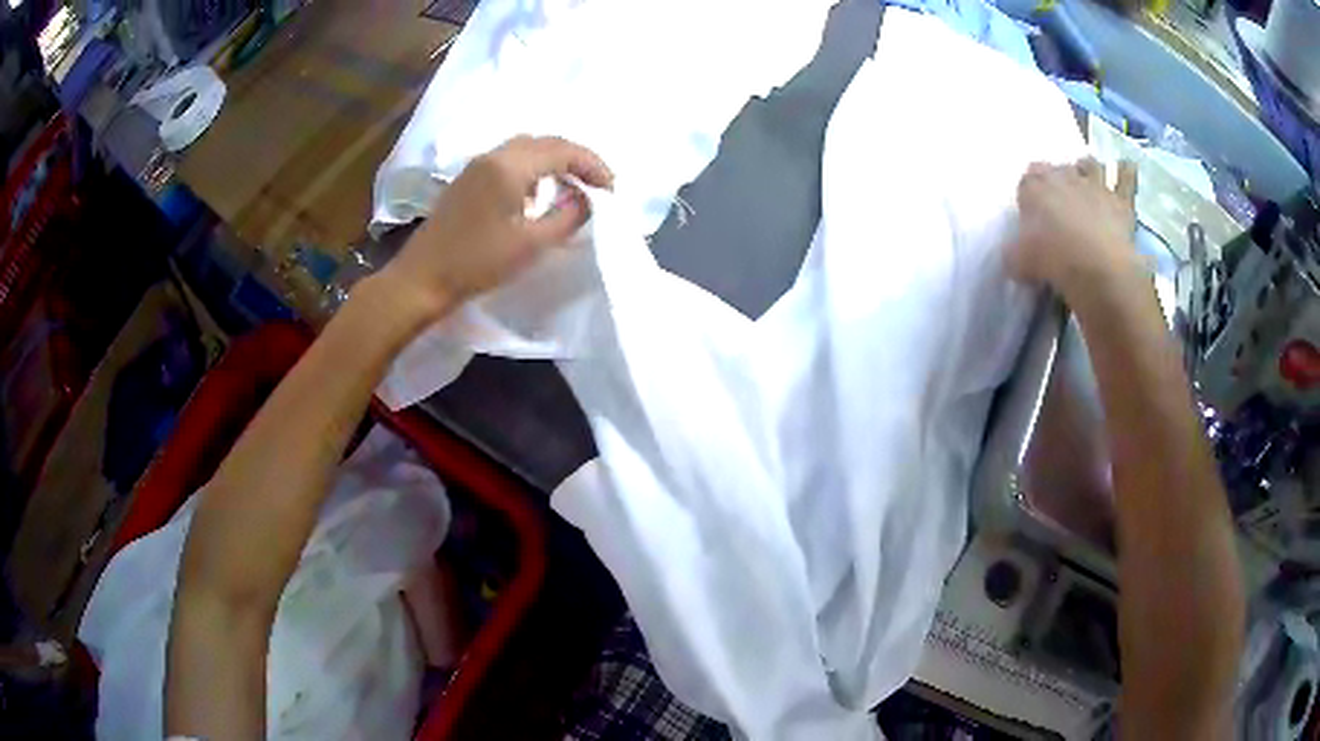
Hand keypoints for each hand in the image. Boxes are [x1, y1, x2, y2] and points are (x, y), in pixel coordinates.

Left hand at [379, 135, 612, 318]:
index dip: (593, 166)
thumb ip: (567, 217)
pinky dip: (533, 168)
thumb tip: (586, 200)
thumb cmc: (477, 262)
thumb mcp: (532, 244)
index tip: (611, 190)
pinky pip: (509, 160)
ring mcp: (476, 166)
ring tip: (572, 188)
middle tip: (597, 185)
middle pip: (545, 142)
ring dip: (554, 161)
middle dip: (576, 159)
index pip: (563, 150)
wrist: (422, 279)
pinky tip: (538, 194)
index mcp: (510, 166)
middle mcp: (493, 155)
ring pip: (526, 148)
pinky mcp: (467, 180)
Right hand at [1006, 158, 1140, 301]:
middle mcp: (1063, 176)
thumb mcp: (1017, 262)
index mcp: (1034, 186)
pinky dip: (1126, 172)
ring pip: (1090, 164)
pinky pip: (1126, 177)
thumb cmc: (1051, 261)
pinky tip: (1126, 168)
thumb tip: (1015, 254)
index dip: (1030, 196)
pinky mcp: (1120, 200)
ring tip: (1089, 180)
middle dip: (1058, 180)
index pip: (1027, 181)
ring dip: (1088, 169)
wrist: (1095, 269)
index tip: (1033, 213)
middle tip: (1060, 201)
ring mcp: (1094, 184)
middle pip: (1057, 168)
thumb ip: (1014, 252)